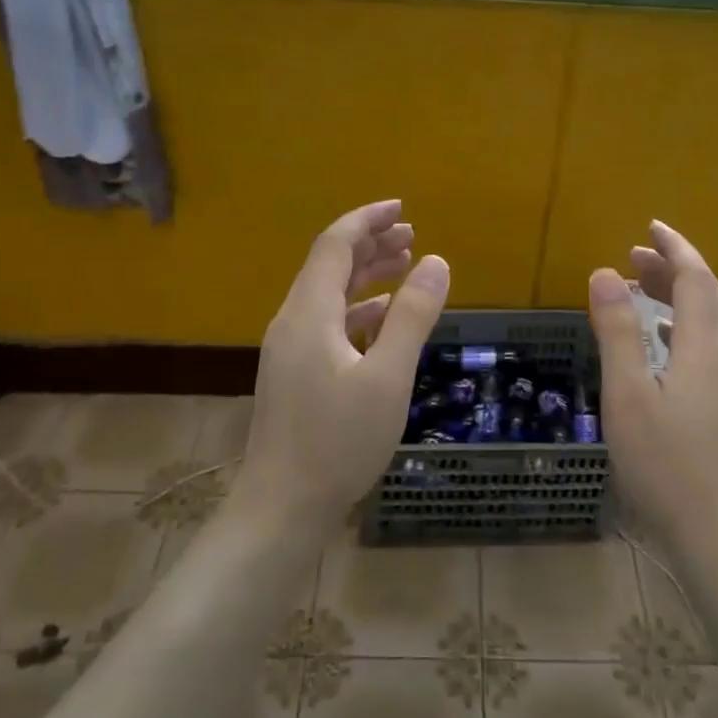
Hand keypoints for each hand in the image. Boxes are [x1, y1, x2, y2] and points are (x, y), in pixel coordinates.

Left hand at [234, 200, 450, 537]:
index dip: (367, 220)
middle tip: (412, 235)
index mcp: (309, 313)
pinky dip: (359, 309)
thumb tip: (436, 261)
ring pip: (330, 295)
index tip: (402, 208)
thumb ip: (412, 316)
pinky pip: (328, 323)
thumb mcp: (388, 377)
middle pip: (330, 265)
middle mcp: (293, 322)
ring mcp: (290, 350)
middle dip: (371, 244)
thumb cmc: (337, 442)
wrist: (281, 509)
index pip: (335, 245)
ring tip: (405, 265)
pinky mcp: (295, 374)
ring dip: (366, 275)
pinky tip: (384, 317)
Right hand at [588, 221, 717, 561]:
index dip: (674, 247)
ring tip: (638, 289)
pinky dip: (684, 325)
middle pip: (707, 294)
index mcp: (707, 345)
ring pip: (711, 320)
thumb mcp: (629, 394)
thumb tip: (604, 273)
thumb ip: (618, 331)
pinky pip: (711, 344)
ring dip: (677, 296)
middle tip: (631, 256)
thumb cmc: (666, 465)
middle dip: (672, 268)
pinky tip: (662, 340)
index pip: (696, 276)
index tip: (649, 227)